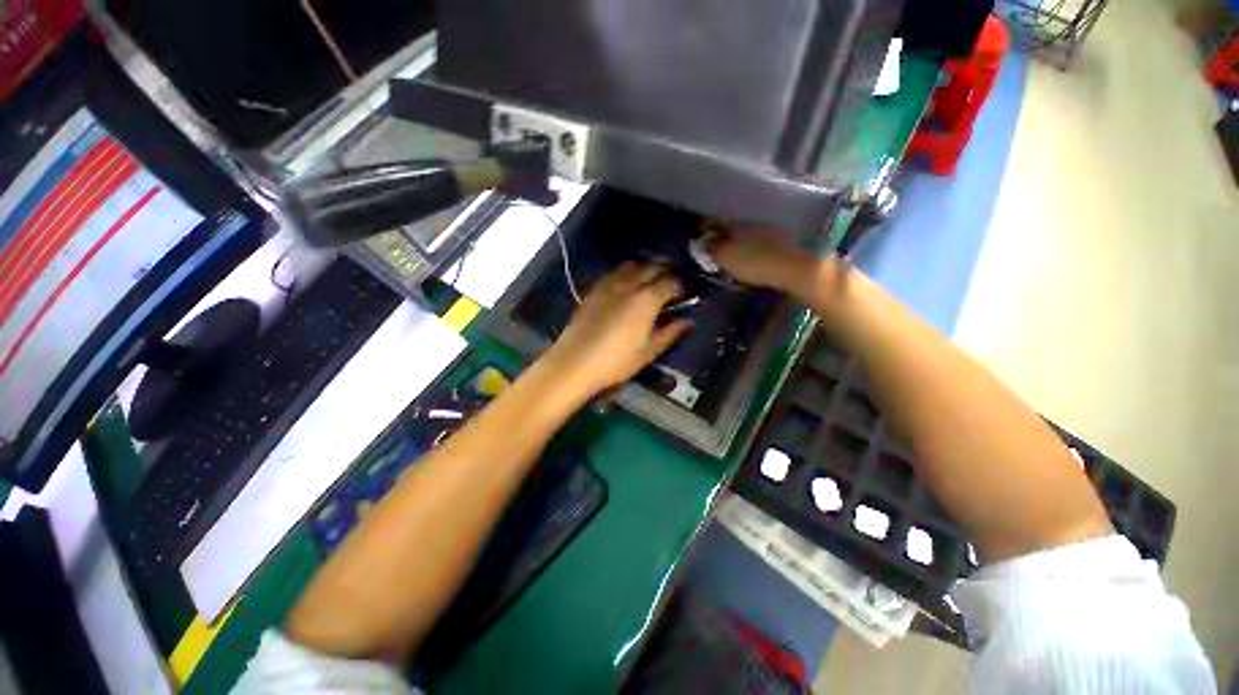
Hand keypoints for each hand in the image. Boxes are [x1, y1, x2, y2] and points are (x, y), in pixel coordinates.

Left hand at [543, 262, 692, 397]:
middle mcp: (629, 284)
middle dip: (666, 272)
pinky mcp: (594, 289)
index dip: (681, 287)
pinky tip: (626, 287)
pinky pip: (615, 273)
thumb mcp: (648, 352)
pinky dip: (626, 274)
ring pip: (633, 265)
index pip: (671, 282)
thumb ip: (671, 332)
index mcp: (647, 299)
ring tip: (650, 283)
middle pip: (653, 266)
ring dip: (646, 269)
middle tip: (670, 286)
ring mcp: (609, 284)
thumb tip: (688, 320)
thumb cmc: (616, 362)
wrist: (574, 363)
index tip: (683, 296)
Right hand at [701, 222, 819, 295]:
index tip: (695, 233)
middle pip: (728, 225)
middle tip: (709, 243)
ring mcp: (765, 229)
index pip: (713, 220)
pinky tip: (745, 252)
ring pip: (743, 231)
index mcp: (734, 224)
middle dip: (718, 232)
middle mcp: (749, 221)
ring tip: (727, 249)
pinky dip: (746, 243)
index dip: (702, 226)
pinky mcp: (777, 240)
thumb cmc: (753, 262)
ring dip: (733, 238)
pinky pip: (755, 238)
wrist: (793, 267)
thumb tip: (699, 243)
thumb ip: (710, 250)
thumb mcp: (725, 258)